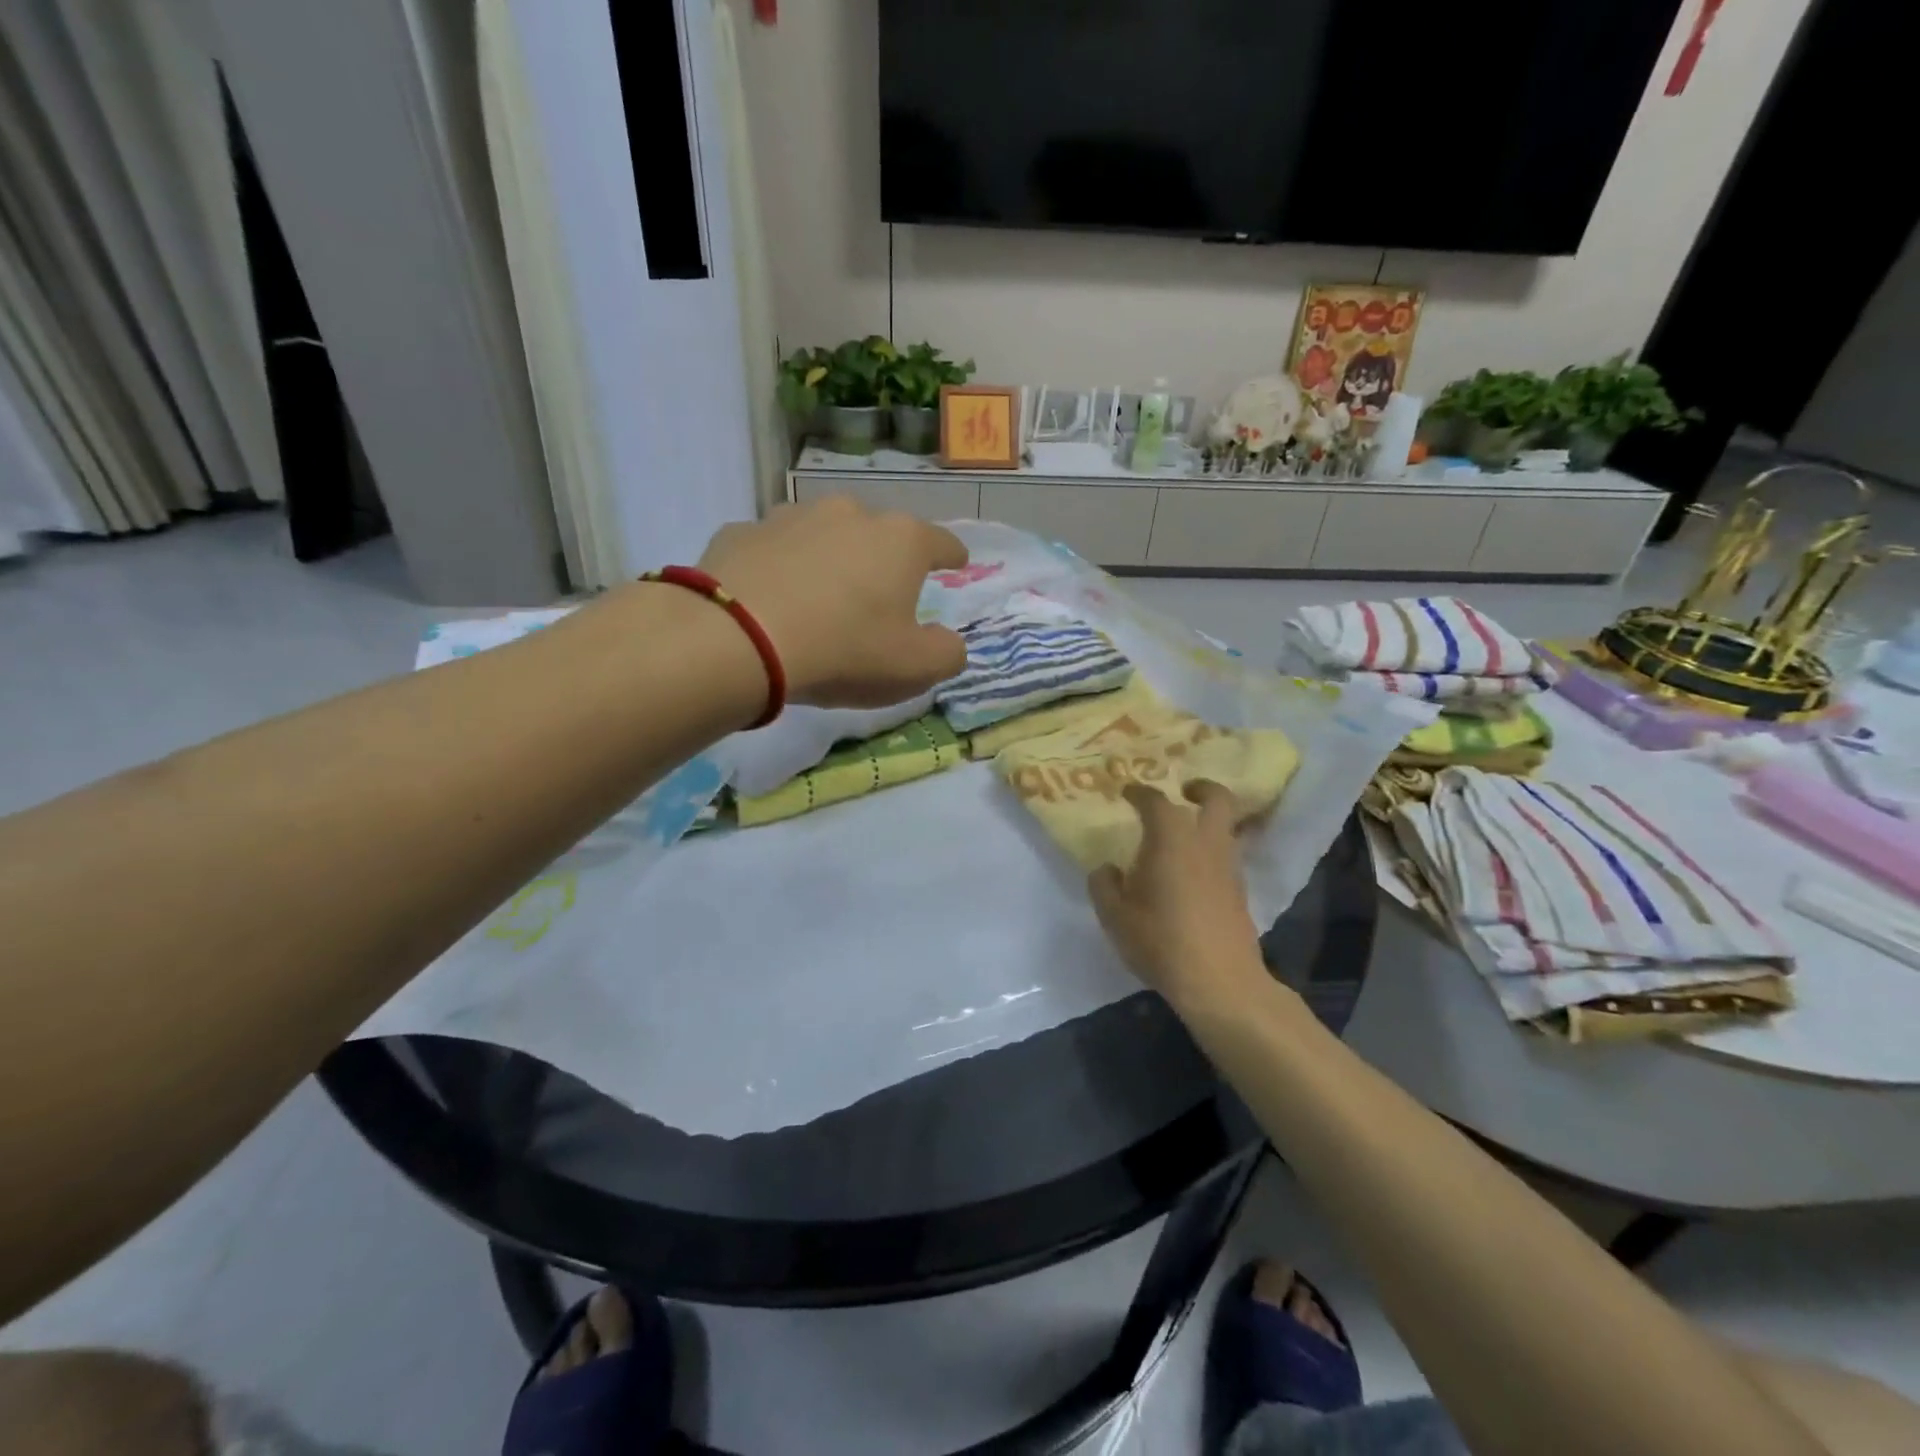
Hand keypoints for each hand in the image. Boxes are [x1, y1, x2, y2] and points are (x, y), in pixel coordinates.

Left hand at [697, 497, 969, 708]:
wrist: (738, 640)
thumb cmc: (844, 651)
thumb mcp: (915, 668)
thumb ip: (947, 653)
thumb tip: (949, 642)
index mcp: (900, 541)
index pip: (940, 542)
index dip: (952, 555)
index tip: (957, 563)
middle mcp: (849, 514)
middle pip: (879, 534)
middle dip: (884, 559)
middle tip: (878, 595)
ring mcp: (791, 517)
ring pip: (823, 535)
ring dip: (830, 558)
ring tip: (821, 595)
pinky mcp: (742, 531)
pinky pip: (773, 549)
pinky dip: (780, 567)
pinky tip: (771, 597)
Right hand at [1088, 781, 1266, 1012]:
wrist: (1219, 981)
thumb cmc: (1160, 940)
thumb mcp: (1115, 916)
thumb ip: (1104, 885)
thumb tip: (1107, 869)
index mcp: (1171, 838)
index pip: (1156, 801)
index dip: (1139, 792)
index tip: (1127, 792)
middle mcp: (1205, 842)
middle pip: (1218, 798)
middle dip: (1202, 788)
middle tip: (1184, 791)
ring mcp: (1230, 867)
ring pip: (1228, 827)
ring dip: (1210, 821)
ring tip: (1185, 835)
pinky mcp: (1241, 892)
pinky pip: (1228, 856)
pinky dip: (1213, 851)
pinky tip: (1193, 872)